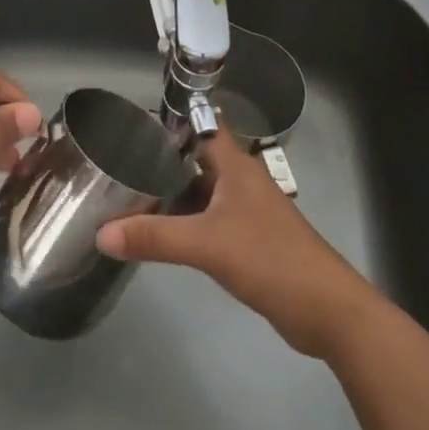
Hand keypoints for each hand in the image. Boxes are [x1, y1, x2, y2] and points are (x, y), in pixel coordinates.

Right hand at [96, 128, 383, 357]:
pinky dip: (186, 221)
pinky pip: (209, 220)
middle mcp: (241, 182)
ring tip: (130, 195)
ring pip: (202, 191)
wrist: (327, 310)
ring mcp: (247, 212)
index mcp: (236, 166)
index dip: (172, 119)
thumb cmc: (271, 259)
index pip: (201, 125)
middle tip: (118, 162)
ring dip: (173, 193)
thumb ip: (155, 237)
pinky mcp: (249, 241)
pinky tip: (162, 233)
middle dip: (162, 160)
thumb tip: (101, 234)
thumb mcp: (207, 245)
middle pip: (197, 159)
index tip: (133, 121)